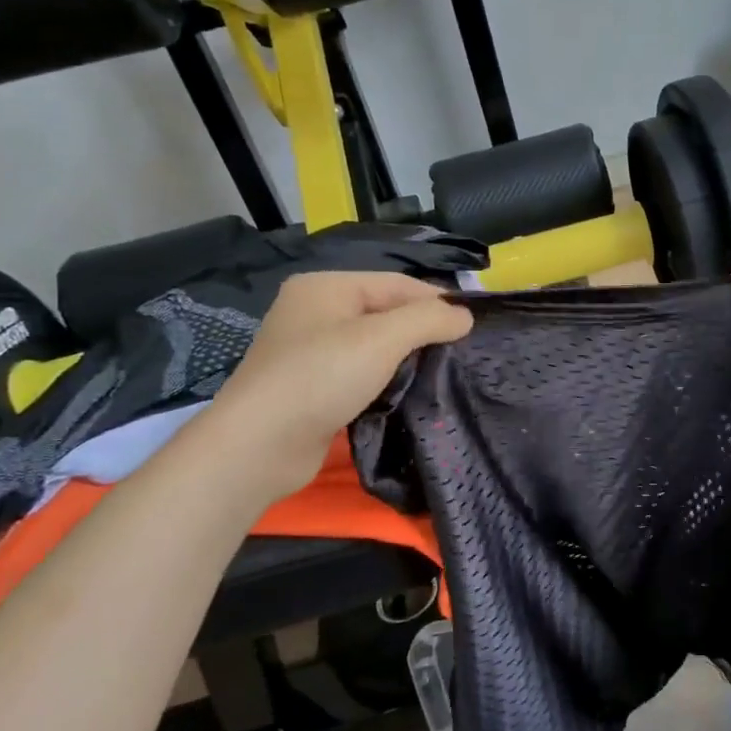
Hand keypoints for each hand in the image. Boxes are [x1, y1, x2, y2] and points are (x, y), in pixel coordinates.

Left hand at [201, 272, 471, 501]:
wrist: (258, 446)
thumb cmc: (321, 378)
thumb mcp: (382, 339)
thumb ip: (428, 319)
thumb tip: (464, 316)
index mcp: (326, 287)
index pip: (397, 283)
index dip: (436, 301)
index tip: (472, 326)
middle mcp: (315, 311)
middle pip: (385, 312)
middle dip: (422, 330)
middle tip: (460, 353)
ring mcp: (309, 350)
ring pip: (374, 344)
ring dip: (405, 357)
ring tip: (440, 373)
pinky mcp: (311, 386)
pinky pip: (359, 372)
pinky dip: (384, 379)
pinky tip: (405, 393)